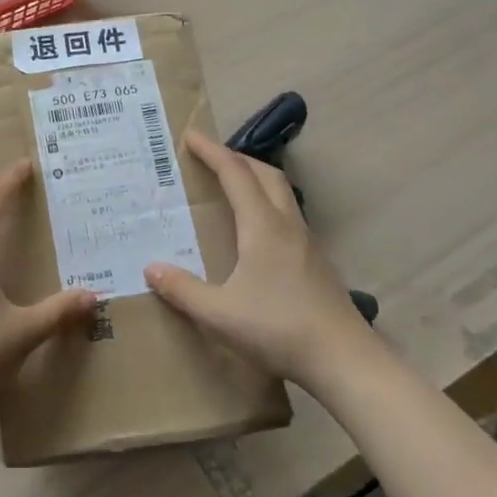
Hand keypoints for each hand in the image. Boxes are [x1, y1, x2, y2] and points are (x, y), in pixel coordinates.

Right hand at [144, 131, 370, 388]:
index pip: (235, 174)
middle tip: (211, 157)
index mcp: (262, 226)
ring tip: (231, 188)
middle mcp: (287, 225)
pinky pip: (288, 216)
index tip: (191, 136)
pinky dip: (267, 205)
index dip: (212, 151)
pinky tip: (256, 233)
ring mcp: (307, 243)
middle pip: (266, 174)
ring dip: (256, 180)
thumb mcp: (219, 314)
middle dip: (237, 158)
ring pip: (282, 194)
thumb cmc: (279, 329)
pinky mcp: (317, 262)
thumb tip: (152, 268)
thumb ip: (183, 290)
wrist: (345, 360)